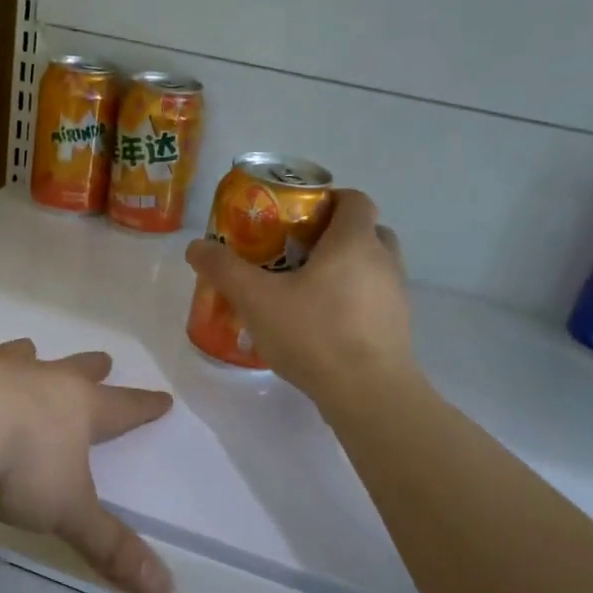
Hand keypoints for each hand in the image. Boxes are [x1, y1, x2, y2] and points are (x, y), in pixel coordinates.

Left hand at [0, 341, 175, 592]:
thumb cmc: (20, 464)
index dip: (144, 407)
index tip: (163, 398)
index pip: (123, 408)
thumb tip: (165, 589)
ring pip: (20, 359)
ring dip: (28, 356)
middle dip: (91, 368)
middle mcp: (41, 382)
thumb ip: (109, 546)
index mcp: (77, 409)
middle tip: (103, 358)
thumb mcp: (68, 511)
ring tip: (28, 347)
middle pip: (75, 371)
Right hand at [184, 188, 419, 406]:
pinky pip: (373, 298)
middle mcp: (384, 260)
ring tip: (305, 289)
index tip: (296, 216)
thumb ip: (225, 270)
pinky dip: (352, 299)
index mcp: (355, 241)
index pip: (354, 199)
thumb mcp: (257, 300)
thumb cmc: (315, 334)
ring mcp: (395, 296)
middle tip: (296, 251)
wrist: (369, 394)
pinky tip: (321, 324)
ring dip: (345, 268)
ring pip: (371, 266)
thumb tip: (195, 247)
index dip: (328, 199)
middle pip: (365, 231)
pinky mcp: (397, 327)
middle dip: (333, 235)